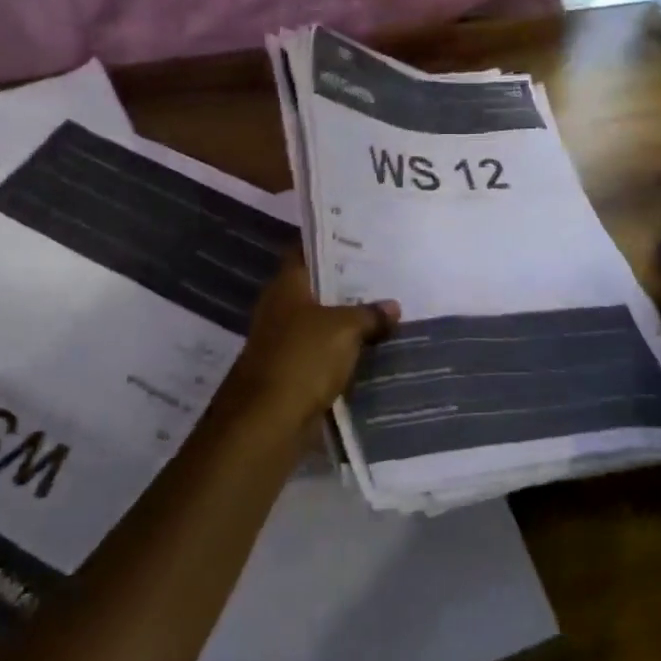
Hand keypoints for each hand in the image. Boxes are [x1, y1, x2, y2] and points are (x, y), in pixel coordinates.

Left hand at [222, 256, 400, 428]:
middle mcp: (279, 308)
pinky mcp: (291, 373)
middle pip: (315, 289)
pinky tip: (372, 351)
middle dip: (346, 286)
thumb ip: (370, 314)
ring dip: (347, 323)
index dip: (328, 243)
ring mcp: (282, 342)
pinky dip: (342, 354)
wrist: (268, 422)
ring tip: (385, 313)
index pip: (304, 251)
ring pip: (321, 324)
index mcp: (285, 286)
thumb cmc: (302, 359)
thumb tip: (392, 307)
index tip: (358, 238)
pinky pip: (322, 355)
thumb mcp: (345, 329)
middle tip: (383, 277)